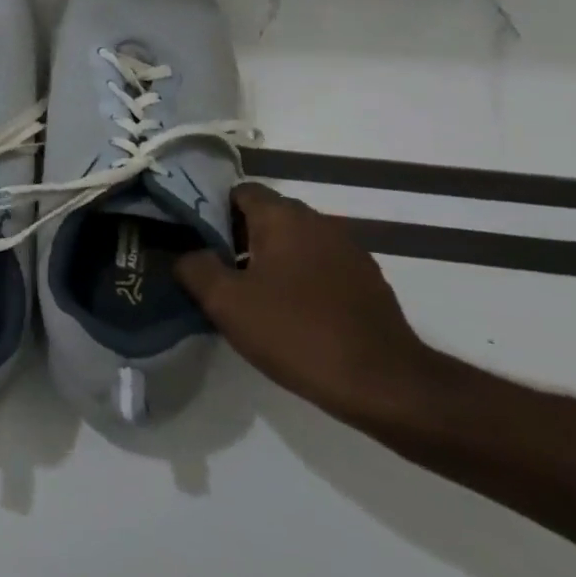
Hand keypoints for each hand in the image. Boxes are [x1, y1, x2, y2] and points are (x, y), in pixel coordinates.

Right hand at [175, 182, 441, 422]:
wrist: (386, 385)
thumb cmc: (297, 333)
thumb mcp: (226, 302)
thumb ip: (195, 268)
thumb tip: (190, 255)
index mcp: (283, 216)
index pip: (238, 192)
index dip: (213, 211)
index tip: (198, 242)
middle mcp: (319, 221)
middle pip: (267, 216)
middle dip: (239, 238)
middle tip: (218, 273)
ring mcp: (349, 250)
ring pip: (294, 242)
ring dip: (271, 260)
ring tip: (252, 297)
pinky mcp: (368, 281)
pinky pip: (320, 267)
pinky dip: (301, 279)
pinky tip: (291, 314)